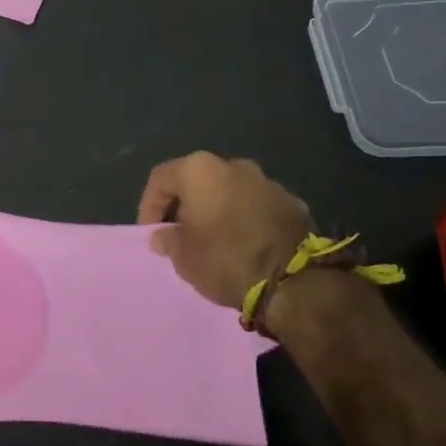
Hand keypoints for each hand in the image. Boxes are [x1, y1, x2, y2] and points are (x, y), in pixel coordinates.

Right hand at [138, 152, 312, 311]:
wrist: (296, 280)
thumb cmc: (226, 259)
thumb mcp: (184, 257)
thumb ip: (169, 240)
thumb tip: (163, 235)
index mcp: (200, 170)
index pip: (161, 179)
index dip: (149, 205)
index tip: (151, 233)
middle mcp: (233, 165)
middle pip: (197, 181)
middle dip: (186, 205)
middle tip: (180, 234)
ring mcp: (267, 181)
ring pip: (230, 191)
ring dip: (217, 211)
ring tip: (213, 241)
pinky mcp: (293, 202)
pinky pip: (257, 206)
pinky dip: (245, 219)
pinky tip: (244, 245)